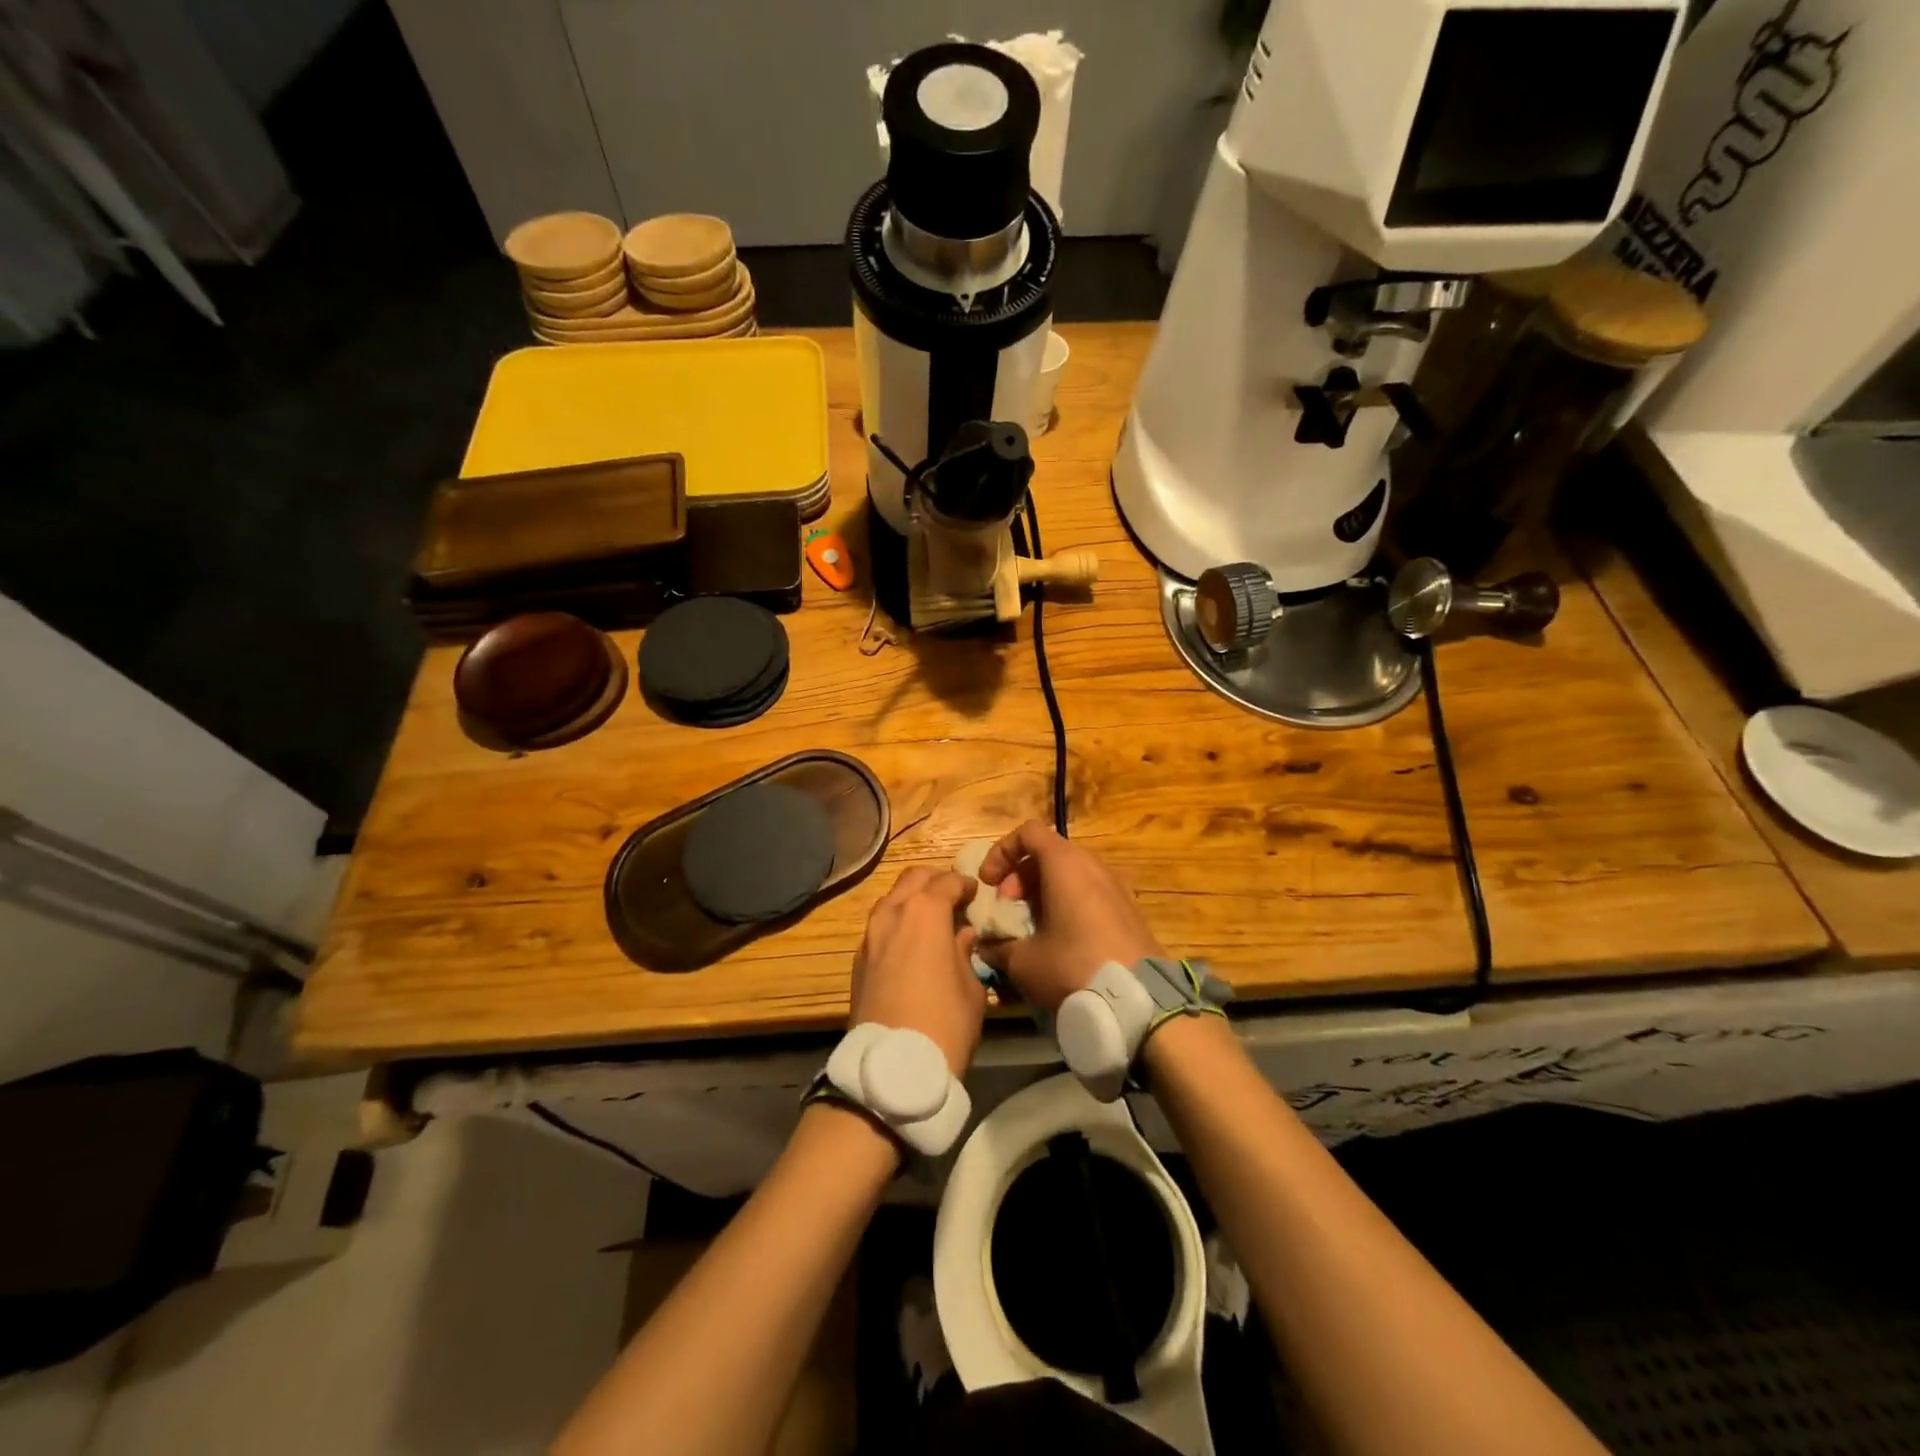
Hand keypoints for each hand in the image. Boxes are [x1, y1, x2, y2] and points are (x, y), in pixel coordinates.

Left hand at [849, 867, 985, 1074]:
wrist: (893, 1067)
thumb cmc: (945, 1023)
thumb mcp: (972, 988)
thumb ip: (966, 952)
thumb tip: (962, 936)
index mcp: (925, 912)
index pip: (947, 882)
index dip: (965, 885)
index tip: (976, 894)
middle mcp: (892, 913)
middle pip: (913, 878)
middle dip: (935, 881)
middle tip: (953, 897)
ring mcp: (870, 936)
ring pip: (891, 899)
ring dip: (911, 899)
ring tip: (932, 920)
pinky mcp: (858, 960)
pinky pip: (880, 926)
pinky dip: (897, 924)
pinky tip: (911, 944)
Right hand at [974, 821, 1165, 1013]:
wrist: (1140, 1002)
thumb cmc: (1073, 967)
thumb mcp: (1024, 961)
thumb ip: (999, 947)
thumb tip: (986, 946)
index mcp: (1066, 864)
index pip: (1028, 833)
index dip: (1002, 852)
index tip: (988, 884)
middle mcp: (1093, 866)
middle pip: (1049, 854)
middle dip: (1020, 878)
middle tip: (1007, 911)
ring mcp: (1116, 887)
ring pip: (1070, 875)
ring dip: (1042, 893)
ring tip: (1030, 929)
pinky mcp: (1129, 911)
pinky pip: (1089, 893)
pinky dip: (1067, 905)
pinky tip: (1059, 942)